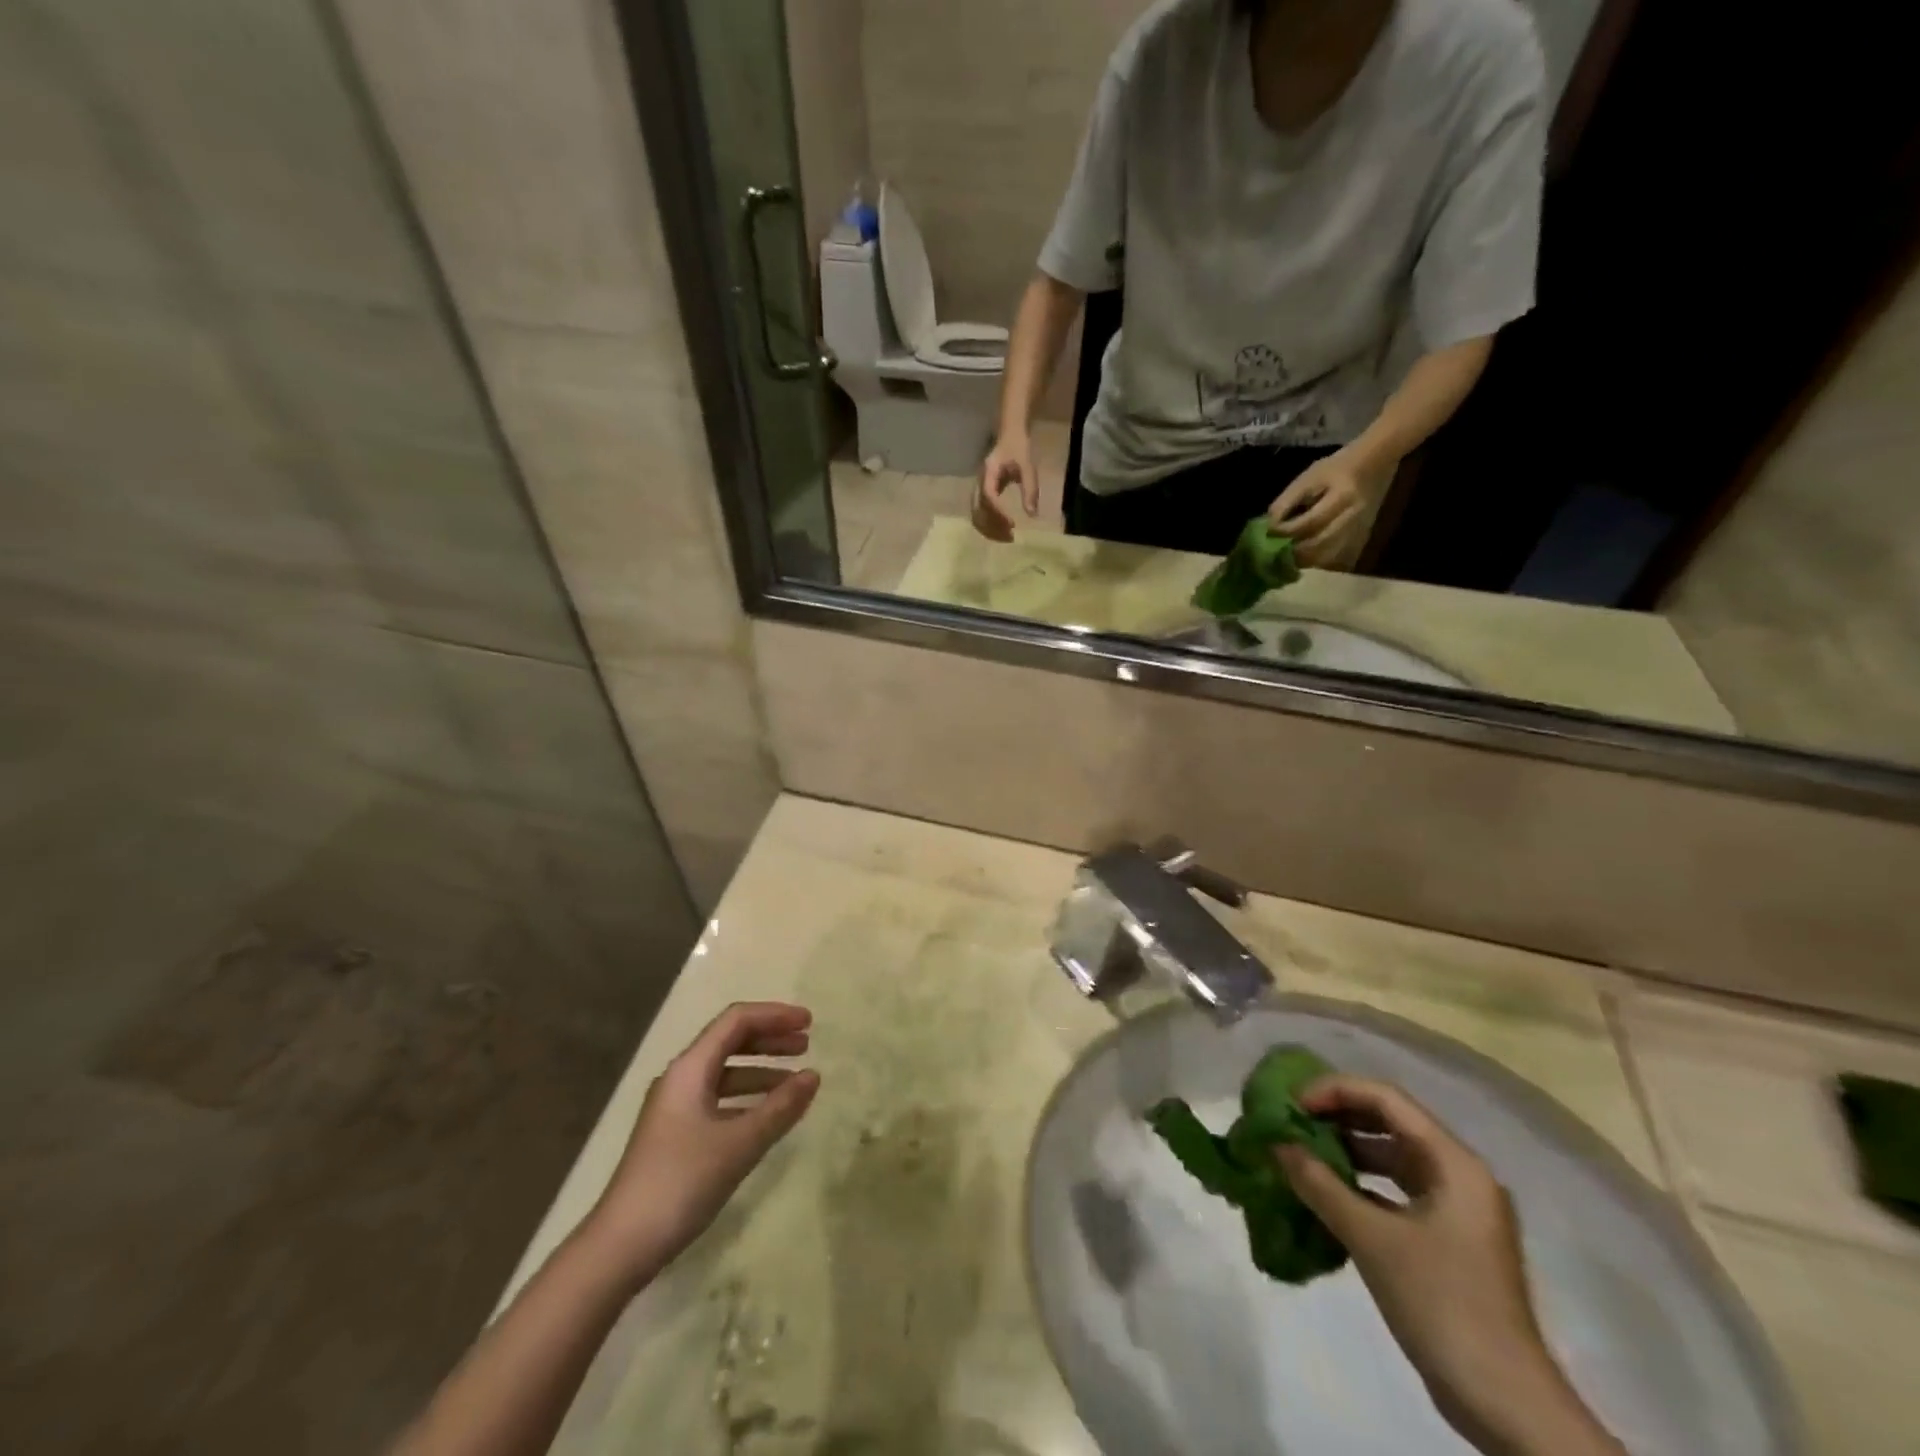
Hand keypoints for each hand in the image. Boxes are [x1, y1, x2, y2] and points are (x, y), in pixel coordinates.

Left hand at [581, 1002, 818, 1287]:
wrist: (619, 1247)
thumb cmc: (680, 1183)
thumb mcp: (738, 1144)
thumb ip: (780, 1108)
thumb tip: (814, 1075)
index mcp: (690, 1068)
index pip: (737, 1020)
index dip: (775, 1016)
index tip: (810, 1023)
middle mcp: (681, 1078)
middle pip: (730, 1041)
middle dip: (770, 1039)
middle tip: (807, 1046)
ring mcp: (676, 1107)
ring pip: (725, 1071)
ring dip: (761, 1069)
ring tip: (795, 1082)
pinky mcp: (676, 1134)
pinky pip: (719, 1098)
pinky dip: (747, 1097)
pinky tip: (768, 1115)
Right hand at [974, 432, 1039, 541]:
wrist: (1011, 434)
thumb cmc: (1019, 448)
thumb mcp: (1028, 467)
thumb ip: (1030, 489)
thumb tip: (1032, 514)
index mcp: (988, 473)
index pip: (989, 497)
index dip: (998, 513)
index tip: (1012, 524)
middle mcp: (979, 482)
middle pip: (978, 510)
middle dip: (992, 526)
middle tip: (1010, 536)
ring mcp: (979, 488)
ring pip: (977, 514)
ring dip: (989, 527)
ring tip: (1006, 536)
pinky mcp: (983, 492)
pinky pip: (981, 512)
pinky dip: (989, 523)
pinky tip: (1002, 529)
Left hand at [1267, 448, 1389, 569]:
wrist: (1370, 467)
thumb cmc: (1332, 471)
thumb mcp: (1306, 479)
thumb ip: (1286, 503)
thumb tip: (1269, 528)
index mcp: (1342, 497)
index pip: (1310, 523)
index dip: (1286, 531)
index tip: (1270, 533)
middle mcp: (1354, 518)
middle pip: (1318, 545)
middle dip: (1293, 551)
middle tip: (1276, 550)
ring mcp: (1359, 531)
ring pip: (1326, 557)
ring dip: (1303, 559)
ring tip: (1288, 554)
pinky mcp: (1359, 541)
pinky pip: (1334, 560)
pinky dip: (1316, 560)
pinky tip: (1305, 554)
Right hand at [1278, 1077, 1623, 1455]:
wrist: (1506, 1405)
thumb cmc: (1442, 1304)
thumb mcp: (1372, 1239)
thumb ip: (1320, 1184)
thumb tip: (1276, 1144)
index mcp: (1454, 1163)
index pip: (1387, 1099)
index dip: (1335, 1091)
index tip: (1292, 1103)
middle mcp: (1460, 1175)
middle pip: (1391, 1122)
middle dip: (1338, 1116)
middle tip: (1291, 1120)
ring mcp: (1457, 1209)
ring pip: (1393, 1156)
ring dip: (1347, 1150)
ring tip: (1301, 1151)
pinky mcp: (1448, 1239)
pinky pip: (1397, 1190)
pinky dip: (1361, 1184)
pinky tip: (1327, 1193)